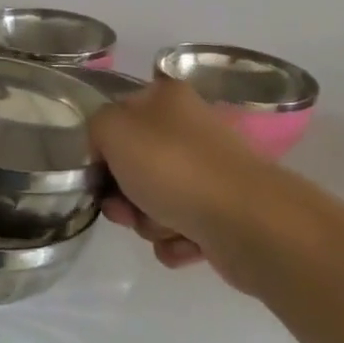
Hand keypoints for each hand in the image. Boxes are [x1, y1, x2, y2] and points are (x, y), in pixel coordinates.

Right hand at [90, 80, 279, 294]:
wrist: (247, 222)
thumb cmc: (173, 166)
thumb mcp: (113, 129)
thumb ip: (96, 127)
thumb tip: (108, 149)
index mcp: (167, 100)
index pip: (119, 116)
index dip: (103, 146)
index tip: (97, 171)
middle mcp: (191, 130)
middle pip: (135, 165)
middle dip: (123, 195)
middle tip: (124, 209)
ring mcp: (210, 173)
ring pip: (155, 200)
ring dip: (148, 221)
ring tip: (164, 227)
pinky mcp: (224, 213)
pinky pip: (181, 229)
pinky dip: (176, 241)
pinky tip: (185, 243)